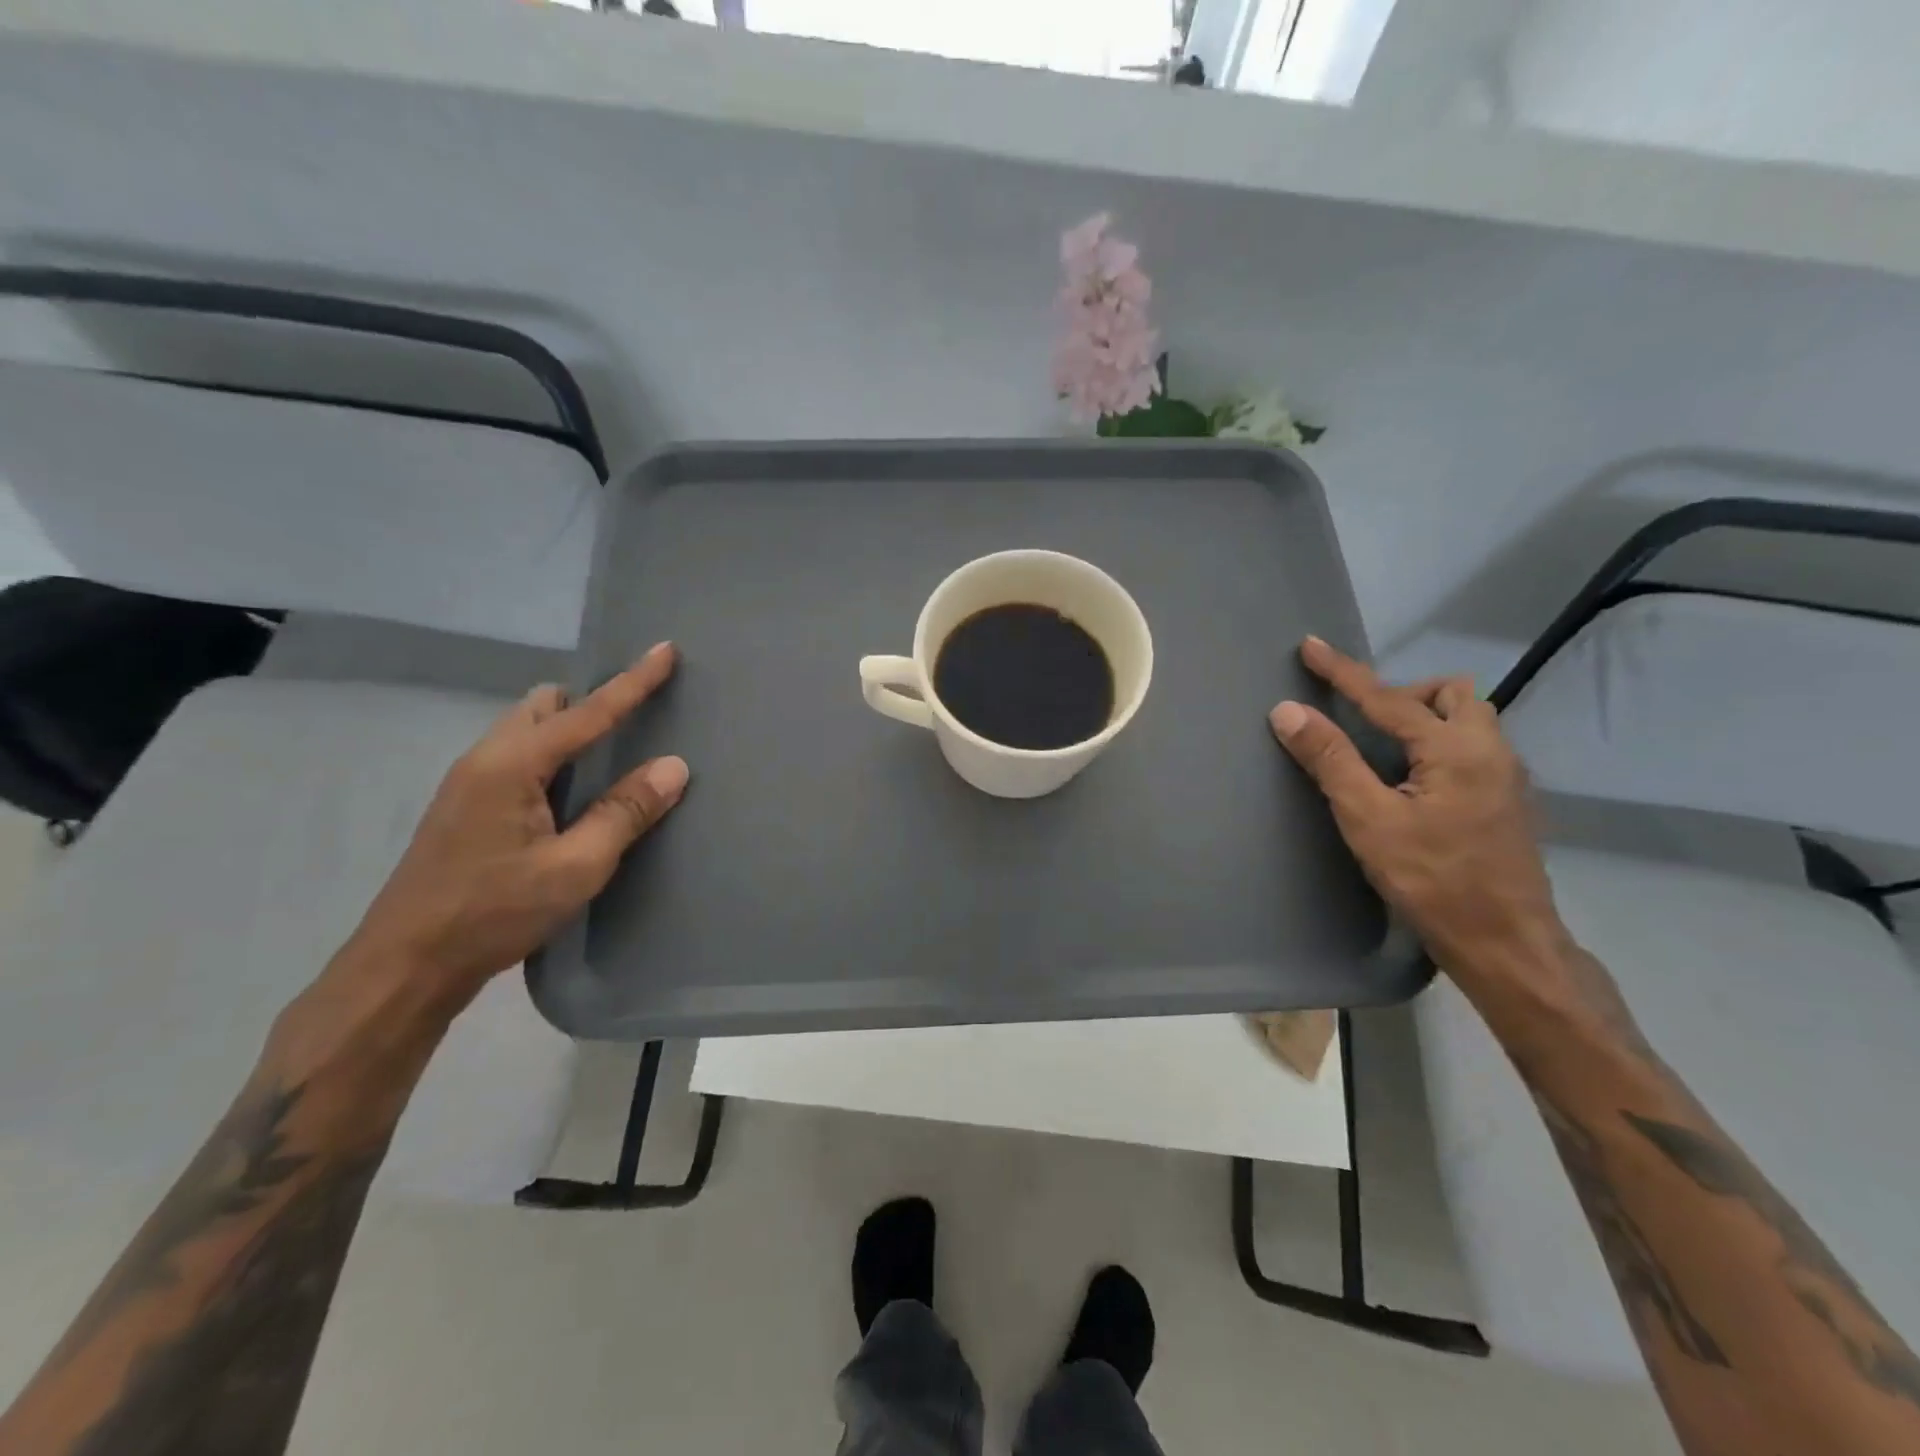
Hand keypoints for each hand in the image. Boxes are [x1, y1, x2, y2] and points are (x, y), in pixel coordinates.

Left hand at [336, 642, 689, 1015]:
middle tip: (635, 722)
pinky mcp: (465, 809)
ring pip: (526, 732)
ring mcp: (468, 784)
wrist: (404, 966)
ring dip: (568, 732)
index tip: (665, 650)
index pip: (586, 711)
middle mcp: (485, 760)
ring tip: (611, 761)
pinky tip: (573, 799)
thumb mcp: (575, 867)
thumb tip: (673, 766)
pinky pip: (518, 759)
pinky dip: (552, 759)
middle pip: (543, 706)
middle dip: (589, 701)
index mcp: (511, 765)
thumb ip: (625, 813)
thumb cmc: (493, 913)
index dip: (632, 681)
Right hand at [1268, 637, 1564, 982]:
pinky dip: (1439, 744)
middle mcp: (1491, 750)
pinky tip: (1416, 783)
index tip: (1310, 646)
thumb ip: (1330, 760)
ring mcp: (1507, 776)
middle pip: (1450, 694)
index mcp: (1455, 749)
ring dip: (1425, 718)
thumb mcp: (1368, 819)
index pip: (1386, 697)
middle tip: (1365, 724)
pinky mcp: (1508, 801)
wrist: (1506, 943)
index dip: (1343, 671)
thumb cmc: (1431, 880)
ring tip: (1387, 752)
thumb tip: (1288, 710)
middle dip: (1404, 694)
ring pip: (1469, 719)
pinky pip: (1473, 747)